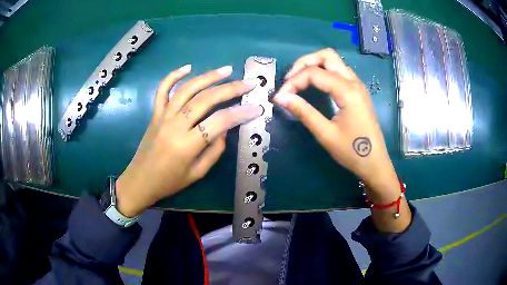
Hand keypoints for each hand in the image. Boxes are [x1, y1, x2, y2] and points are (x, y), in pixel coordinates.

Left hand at [115, 65, 262, 216]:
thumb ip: (214, 150)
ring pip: (186, 90)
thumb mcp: (197, 173)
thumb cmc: (170, 182)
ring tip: (226, 70)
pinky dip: (173, 76)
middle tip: (248, 82)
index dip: (241, 113)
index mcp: (187, 145)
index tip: (257, 108)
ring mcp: (163, 116)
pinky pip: (162, 90)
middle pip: (205, 100)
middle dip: (230, 89)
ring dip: (208, 77)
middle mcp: (175, 126)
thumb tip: (224, 129)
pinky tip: (188, 67)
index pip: (219, 122)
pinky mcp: (155, 113)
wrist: (140, 180)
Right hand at [273, 49, 398, 201]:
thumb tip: (280, 97)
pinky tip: (316, 85)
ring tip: (299, 80)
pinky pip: (339, 71)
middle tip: (290, 79)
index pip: (314, 73)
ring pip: (334, 61)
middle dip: (305, 62)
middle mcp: (354, 82)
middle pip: (327, 55)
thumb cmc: (352, 152)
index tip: (280, 96)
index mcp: (347, 91)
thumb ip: (303, 112)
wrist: (375, 164)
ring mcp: (358, 85)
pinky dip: (324, 72)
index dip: (293, 81)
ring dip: (315, 65)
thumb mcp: (325, 134)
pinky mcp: (358, 92)